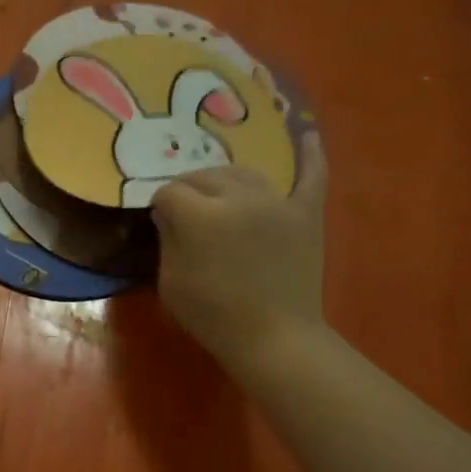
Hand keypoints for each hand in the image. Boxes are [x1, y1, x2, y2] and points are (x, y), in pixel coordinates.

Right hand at [150, 132, 328, 373]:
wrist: (274, 337)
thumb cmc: (213, 316)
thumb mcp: (171, 282)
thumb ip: (168, 240)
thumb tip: (169, 214)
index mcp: (201, 215)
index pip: (170, 192)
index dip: (160, 206)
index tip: (159, 223)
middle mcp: (239, 197)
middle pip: (205, 176)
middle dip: (188, 189)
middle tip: (184, 212)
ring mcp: (277, 201)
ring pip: (244, 172)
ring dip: (225, 179)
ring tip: (217, 195)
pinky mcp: (306, 212)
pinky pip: (311, 174)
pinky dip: (310, 154)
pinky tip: (306, 134)